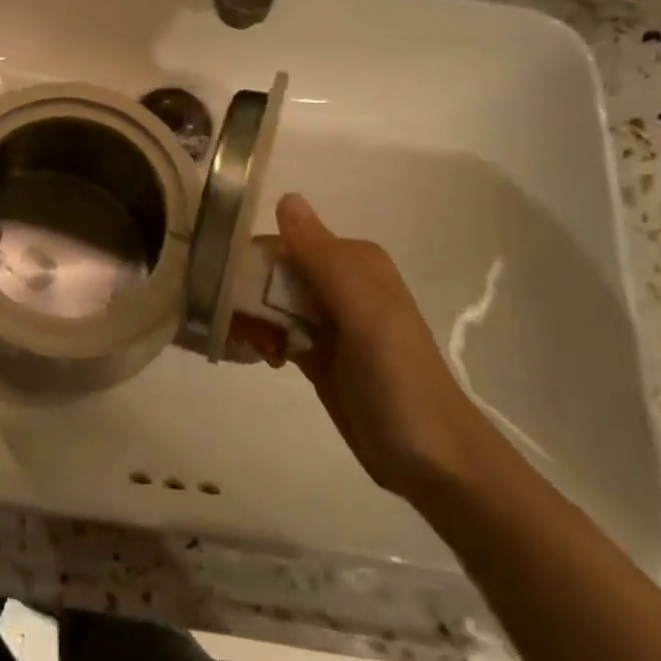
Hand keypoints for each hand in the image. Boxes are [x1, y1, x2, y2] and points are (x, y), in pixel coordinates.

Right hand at [258, 193, 501, 501]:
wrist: (434, 463)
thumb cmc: (400, 381)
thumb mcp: (364, 314)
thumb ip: (322, 258)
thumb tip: (285, 197)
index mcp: (352, 261)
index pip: (283, 243)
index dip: (250, 263)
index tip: (226, 293)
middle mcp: (339, 281)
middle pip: (271, 272)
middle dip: (246, 295)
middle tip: (236, 329)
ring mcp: (327, 319)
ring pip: (269, 302)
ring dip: (250, 319)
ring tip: (251, 349)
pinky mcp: (317, 352)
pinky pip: (275, 330)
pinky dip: (261, 339)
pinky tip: (262, 360)